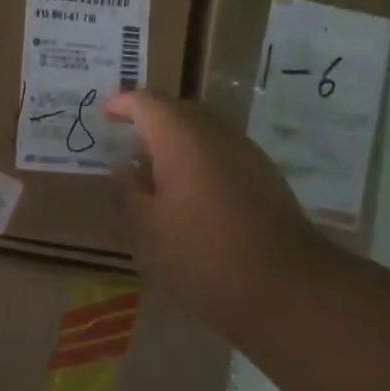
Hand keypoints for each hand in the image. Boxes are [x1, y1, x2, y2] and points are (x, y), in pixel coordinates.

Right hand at [105, 91, 324, 335]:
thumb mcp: (148, 229)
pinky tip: (190, 196)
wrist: (285, 288)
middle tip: (127, 147)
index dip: (123, 104)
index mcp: (181, 138)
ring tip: (154, 176)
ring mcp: (247, 154)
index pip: (146, 102)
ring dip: (176, 146)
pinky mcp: (266, 177)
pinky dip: (199, 163)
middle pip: (178, 112)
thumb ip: (131, 190)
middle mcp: (217, 133)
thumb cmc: (201, 256)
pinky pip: (222, 155)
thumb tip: (124, 164)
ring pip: (203, 133)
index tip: (104, 114)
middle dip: (150, 123)